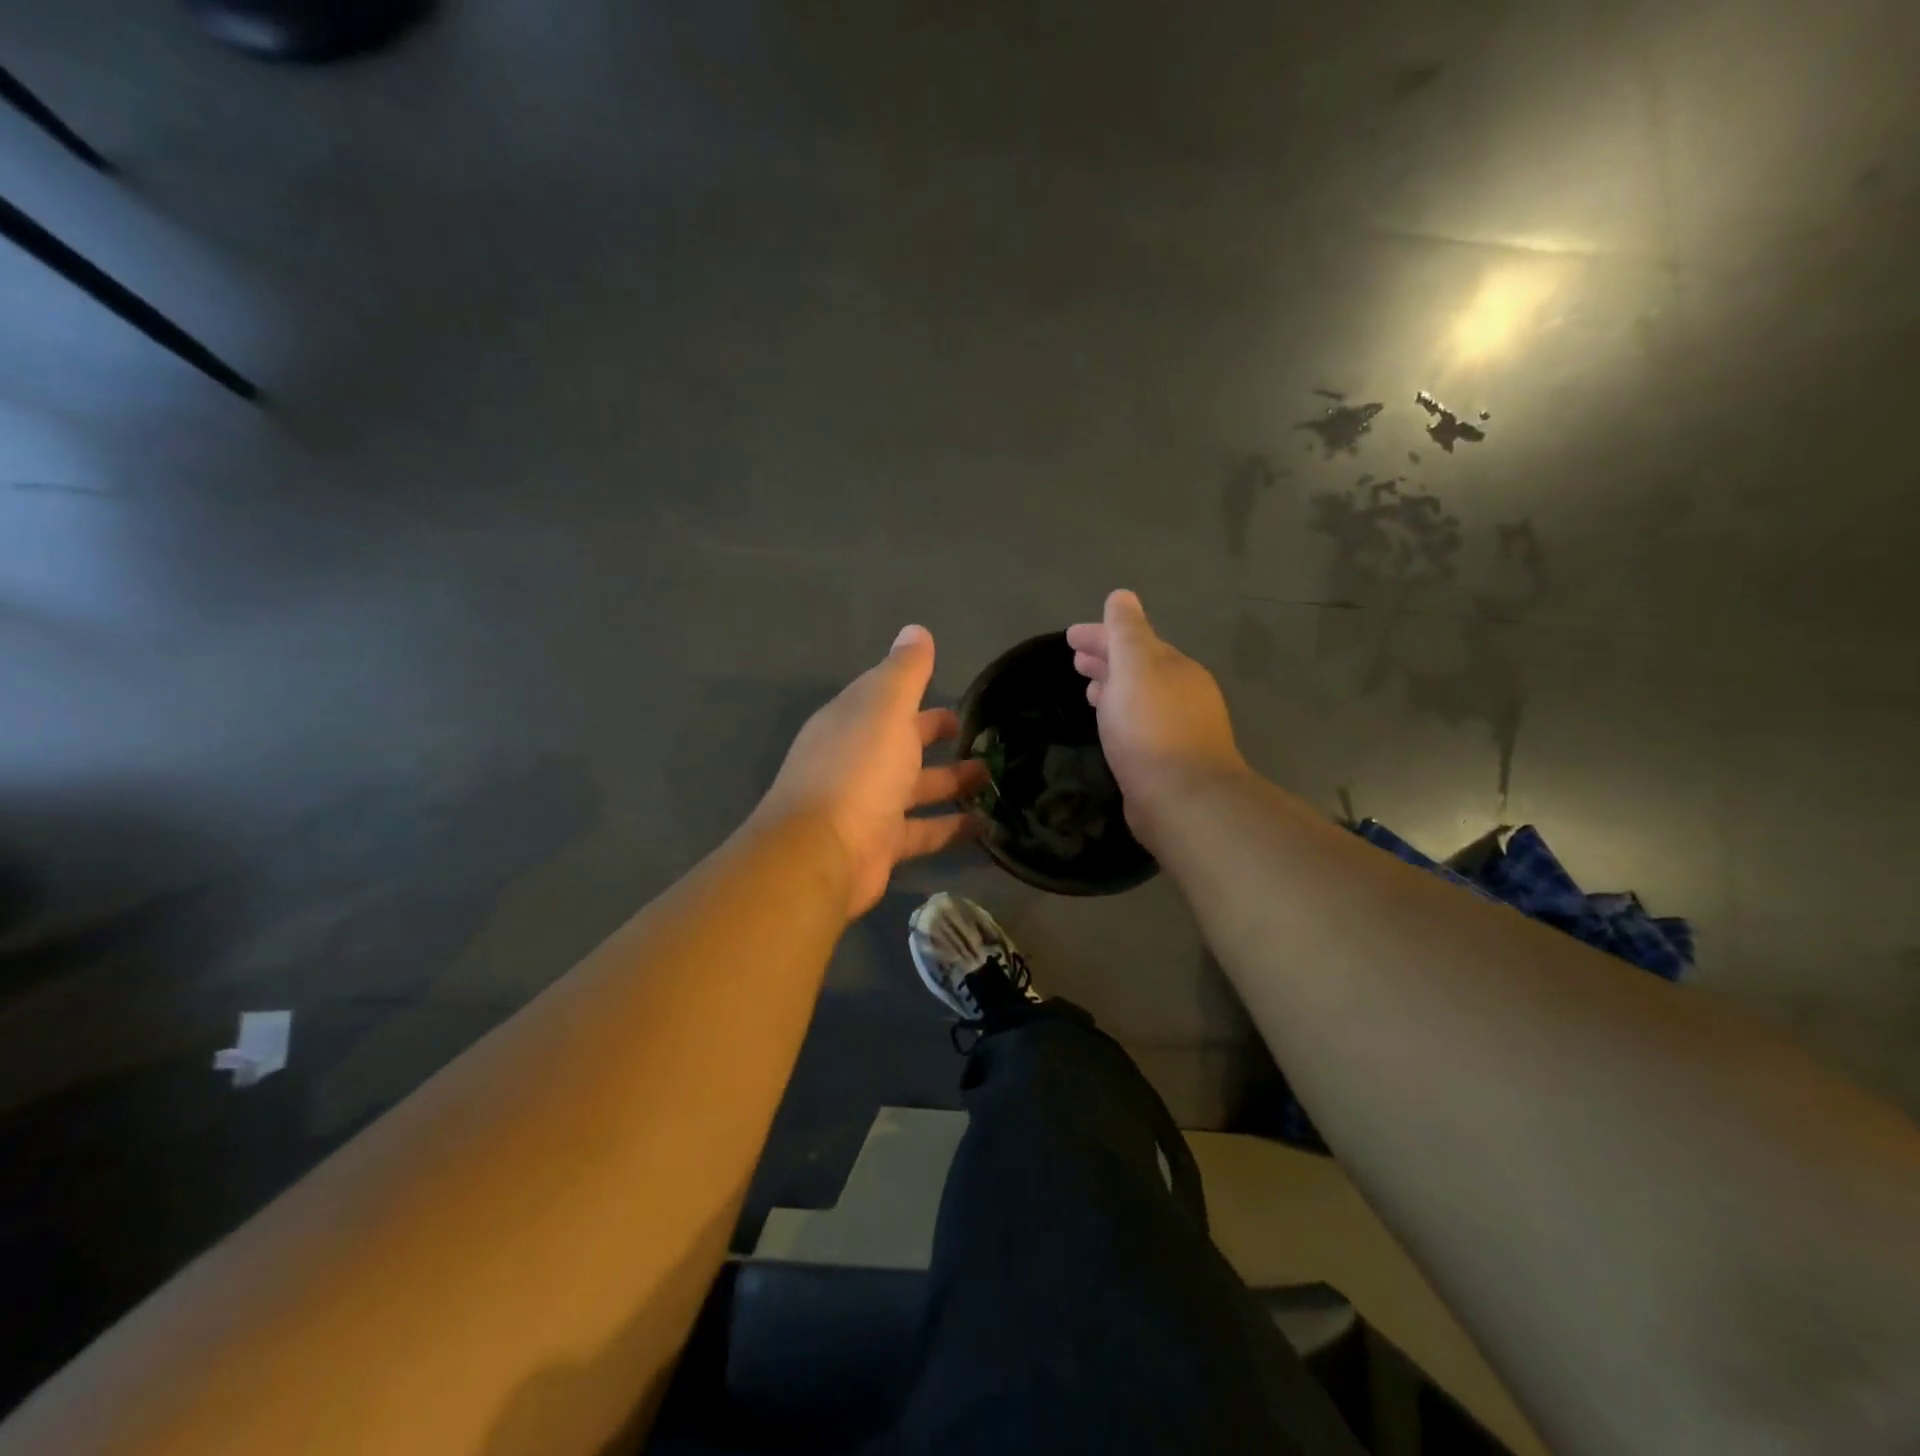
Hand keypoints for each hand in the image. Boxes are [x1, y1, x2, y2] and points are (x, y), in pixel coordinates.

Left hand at [757, 625, 987, 919]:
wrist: (823, 853)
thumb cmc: (858, 770)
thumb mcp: (885, 708)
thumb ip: (904, 672)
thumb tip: (916, 630)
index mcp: (852, 721)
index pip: (886, 697)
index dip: (917, 691)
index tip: (956, 693)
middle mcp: (856, 760)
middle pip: (903, 742)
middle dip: (937, 736)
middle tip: (983, 736)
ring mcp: (868, 804)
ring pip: (917, 787)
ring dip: (952, 781)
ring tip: (993, 776)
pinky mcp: (882, 844)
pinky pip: (924, 830)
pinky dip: (952, 827)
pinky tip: (986, 824)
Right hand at [1066, 590, 1247, 837]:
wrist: (1181, 798)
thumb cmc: (1151, 727)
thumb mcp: (1135, 667)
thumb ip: (1126, 630)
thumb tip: (1122, 596)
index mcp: (1174, 666)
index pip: (1134, 639)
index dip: (1101, 634)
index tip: (1069, 637)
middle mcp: (1182, 692)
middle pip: (1139, 667)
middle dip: (1107, 659)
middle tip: (1075, 661)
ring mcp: (1179, 727)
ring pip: (1139, 696)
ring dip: (1113, 687)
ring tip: (1087, 690)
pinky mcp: (1169, 759)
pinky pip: (1140, 725)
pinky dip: (1120, 715)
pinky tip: (1109, 726)